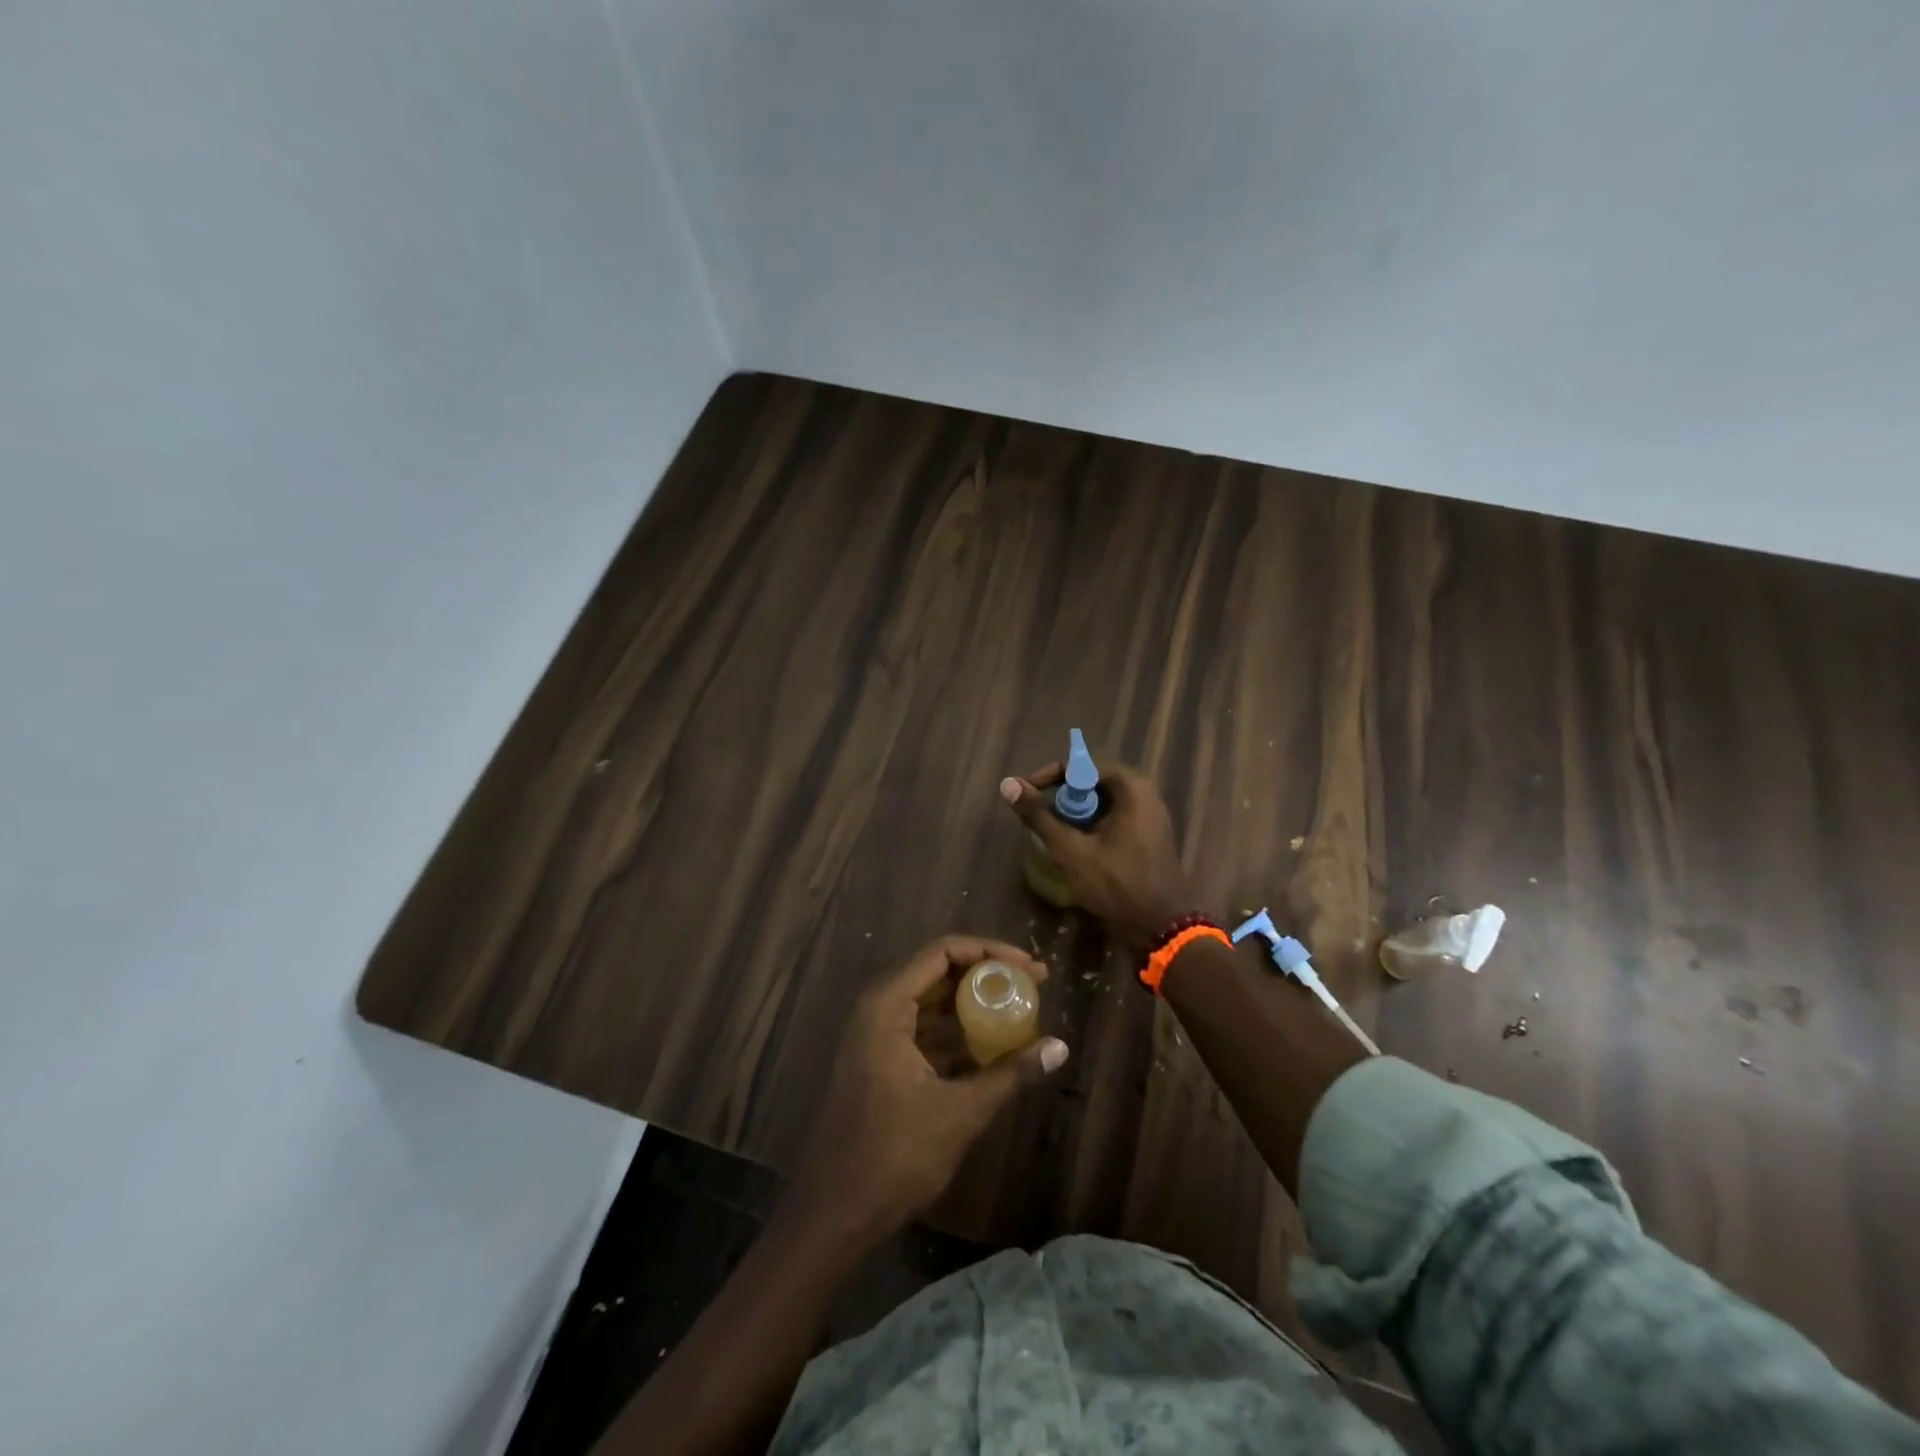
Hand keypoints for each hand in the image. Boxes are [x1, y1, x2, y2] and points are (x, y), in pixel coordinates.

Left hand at [783, 936, 1069, 1244]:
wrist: (833, 1214)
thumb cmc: (892, 1157)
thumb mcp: (959, 1112)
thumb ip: (1009, 1074)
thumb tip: (1060, 1047)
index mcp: (886, 1005)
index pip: (942, 952)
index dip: (989, 951)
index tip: (1028, 966)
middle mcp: (877, 1008)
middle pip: (937, 971)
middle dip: (986, 974)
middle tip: (1033, 983)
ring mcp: (876, 1035)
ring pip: (931, 1001)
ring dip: (973, 1003)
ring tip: (1020, 1009)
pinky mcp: (880, 1060)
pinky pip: (924, 1029)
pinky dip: (957, 1032)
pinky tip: (992, 1046)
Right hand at [1000, 760, 1194, 950]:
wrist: (1161, 928)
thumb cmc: (1116, 884)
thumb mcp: (1071, 850)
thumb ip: (1039, 815)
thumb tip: (1007, 784)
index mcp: (1131, 787)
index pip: (1080, 766)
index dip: (1048, 777)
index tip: (1026, 796)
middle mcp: (1144, 793)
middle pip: (1091, 783)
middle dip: (1061, 798)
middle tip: (1038, 818)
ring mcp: (1149, 816)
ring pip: (1100, 803)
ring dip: (1074, 815)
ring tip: (1051, 833)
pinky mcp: (1147, 836)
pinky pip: (1113, 819)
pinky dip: (1090, 827)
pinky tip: (1074, 847)